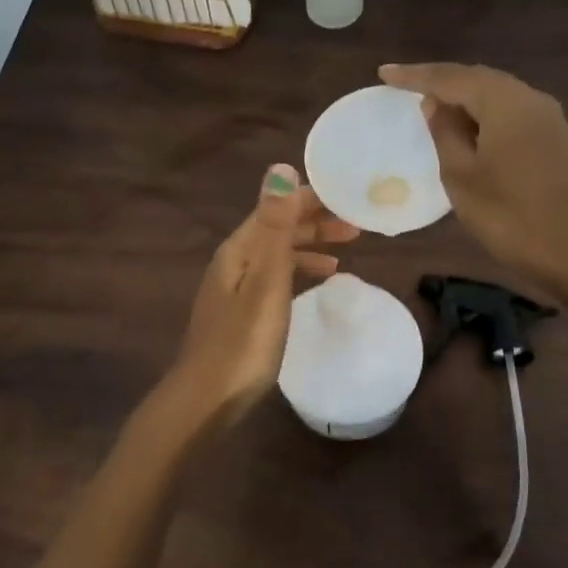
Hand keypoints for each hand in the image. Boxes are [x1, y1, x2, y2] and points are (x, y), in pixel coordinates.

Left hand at [165, 164, 357, 427]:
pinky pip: (275, 279)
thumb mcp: (265, 281)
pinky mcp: (241, 314)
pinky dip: (298, 273)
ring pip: (277, 255)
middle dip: (315, 222)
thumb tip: (280, 167)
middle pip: (277, 229)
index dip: (313, 199)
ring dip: (309, 246)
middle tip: (358, 226)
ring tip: (345, 251)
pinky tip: (316, 284)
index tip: (352, 199)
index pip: (278, 208)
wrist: (208, 399)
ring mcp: (234, 289)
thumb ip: (275, 227)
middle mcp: (233, 262)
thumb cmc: (244, 341)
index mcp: (238, 249)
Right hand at [379, 62, 567, 289]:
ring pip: (494, 92)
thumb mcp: (461, 175)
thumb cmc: (506, 215)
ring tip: (428, 101)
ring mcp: (545, 116)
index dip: (415, 76)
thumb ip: (444, 132)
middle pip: (477, 78)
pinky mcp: (551, 135)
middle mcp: (529, 98)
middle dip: (439, 79)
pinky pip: (508, 109)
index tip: (383, 74)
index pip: (452, 78)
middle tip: (402, 84)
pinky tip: (463, 123)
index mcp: (505, 103)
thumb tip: (434, 103)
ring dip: (461, 94)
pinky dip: (481, 110)